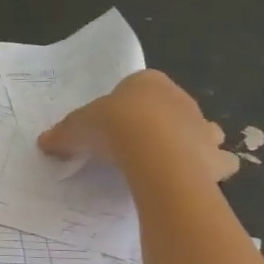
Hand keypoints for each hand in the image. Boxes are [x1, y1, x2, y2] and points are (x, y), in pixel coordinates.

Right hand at [38, 70, 240, 181]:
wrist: (153, 151)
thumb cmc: (113, 127)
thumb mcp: (76, 128)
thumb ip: (63, 134)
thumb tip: (44, 142)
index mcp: (147, 83)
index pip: (137, 88)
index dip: (125, 107)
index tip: (111, 128)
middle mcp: (180, 99)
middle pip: (170, 108)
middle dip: (159, 123)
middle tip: (136, 147)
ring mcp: (202, 126)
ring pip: (202, 130)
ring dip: (191, 142)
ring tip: (168, 163)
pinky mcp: (215, 156)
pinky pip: (218, 161)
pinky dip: (212, 169)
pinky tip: (194, 180)